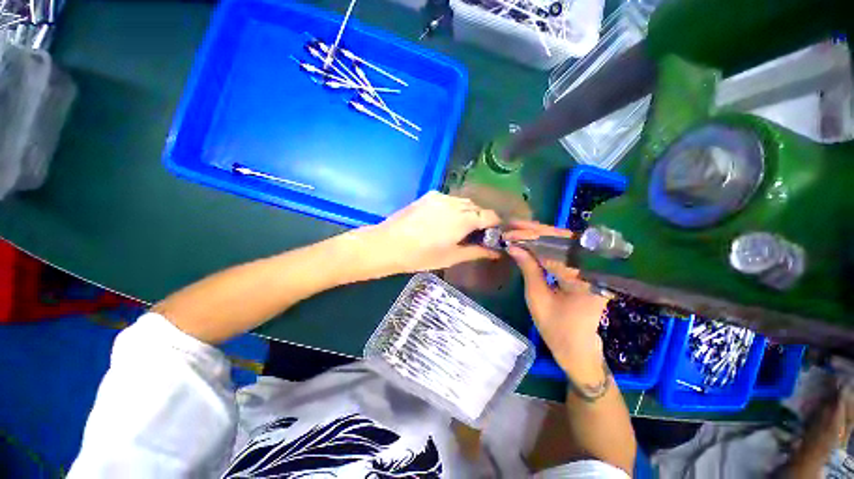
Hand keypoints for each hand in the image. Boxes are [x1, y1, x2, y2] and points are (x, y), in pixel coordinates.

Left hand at [362, 191, 501, 274]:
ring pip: (463, 202)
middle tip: (473, 235)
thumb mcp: (451, 257)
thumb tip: (496, 252)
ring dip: (466, 212)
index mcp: (463, 219)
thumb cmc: (421, 256)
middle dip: (480, 219)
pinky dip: (453, 208)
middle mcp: (455, 203)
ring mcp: (440, 197)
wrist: (388, 244)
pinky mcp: (428, 196)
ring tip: (458, 228)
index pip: (490, 216)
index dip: (494, 225)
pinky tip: (443, 220)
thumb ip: (476, 252)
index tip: (490, 236)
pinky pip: (449, 199)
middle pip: (477, 207)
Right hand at [504, 220, 609, 383]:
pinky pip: (567, 251)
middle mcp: (593, 270)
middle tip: (513, 223)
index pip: (553, 250)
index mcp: (583, 280)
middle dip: (536, 230)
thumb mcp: (537, 298)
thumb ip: (528, 269)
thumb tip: (513, 246)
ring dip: (541, 234)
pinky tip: (533, 238)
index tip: (509, 233)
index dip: (529, 239)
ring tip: (519, 227)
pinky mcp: (587, 270)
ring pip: (566, 243)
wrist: (578, 347)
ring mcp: (593, 269)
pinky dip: (548, 244)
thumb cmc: (556, 328)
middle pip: (564, 240)